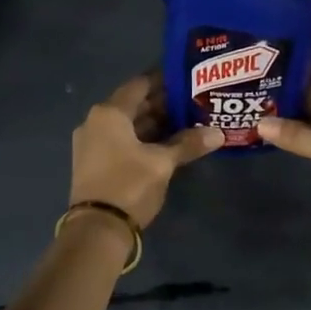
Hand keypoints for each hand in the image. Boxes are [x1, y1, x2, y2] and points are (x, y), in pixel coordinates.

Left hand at [70, 74, 223, 228]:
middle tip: (192, 102)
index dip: (163, 80)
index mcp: (109, 113)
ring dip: (153, 123)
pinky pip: (121, 140)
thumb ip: (188, 144)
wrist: (96, 230)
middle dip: (162, 104)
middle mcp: (95, 122)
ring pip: (127, 125)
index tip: (186, 78)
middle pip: (133, 105)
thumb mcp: (162, 163)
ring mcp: (92, 143)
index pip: (139, 85)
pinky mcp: (94, 162)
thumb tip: (218, 133)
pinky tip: (166, 144)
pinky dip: (142, 139)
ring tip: (185, 122)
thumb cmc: (129, 185)